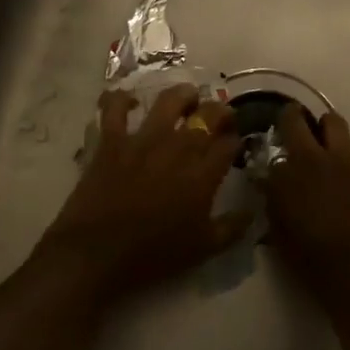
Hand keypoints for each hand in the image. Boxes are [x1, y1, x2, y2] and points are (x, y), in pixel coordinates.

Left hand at [38, 84, 248, 303]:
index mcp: (203, 174)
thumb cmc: (153, 255)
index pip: (229, 144)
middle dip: (221, 112)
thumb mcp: (202, 249)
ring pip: (170, 101)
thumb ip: (231, 229)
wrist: (97, 253)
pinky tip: (130, 100)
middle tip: (221, 118)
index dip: (236, 139)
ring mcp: (144, 139)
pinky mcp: (113, 139)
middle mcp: (179, 147)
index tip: (235, 143)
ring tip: (188, 98)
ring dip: (183, 95)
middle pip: (208, 115)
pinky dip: (121, 99)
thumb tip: (252, 213)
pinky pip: (115, 108)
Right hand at [265, 105, 349, 295]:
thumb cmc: (310, 255)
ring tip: (322, 141)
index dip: (269, 143)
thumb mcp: (278, 230)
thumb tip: (269, 183)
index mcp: (284, 172)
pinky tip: (340, 175)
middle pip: (297, 119)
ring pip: (333, 123)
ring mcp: (343, 160)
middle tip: (291, 121)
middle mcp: (312, 157)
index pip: (269, 146)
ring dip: (325, 127)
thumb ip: (273, 199)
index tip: (270, 145)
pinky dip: (342, 156)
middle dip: (291, 116)